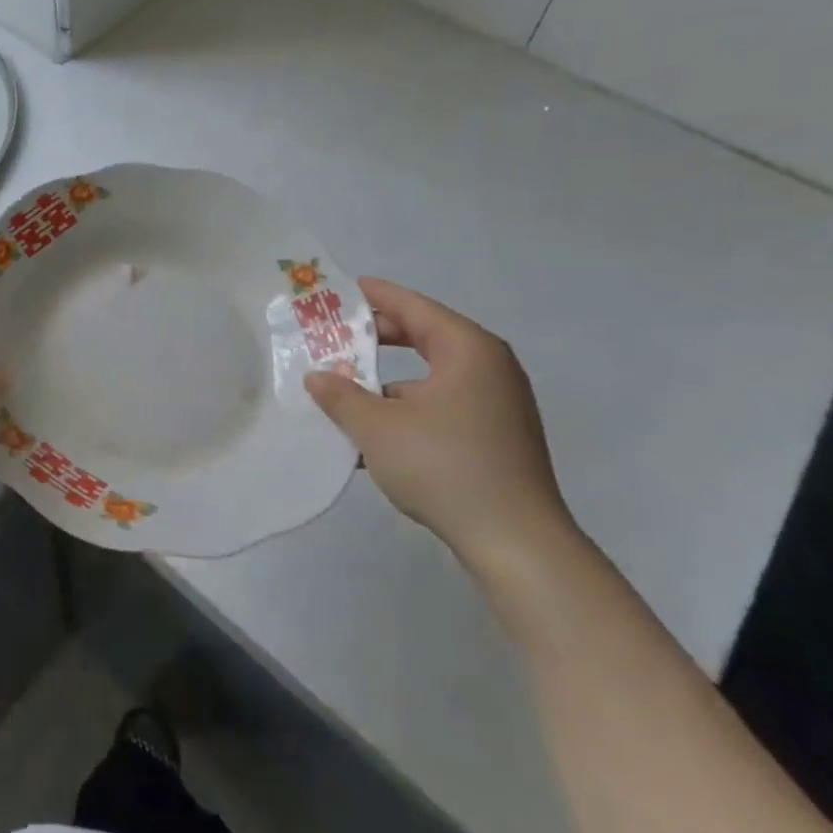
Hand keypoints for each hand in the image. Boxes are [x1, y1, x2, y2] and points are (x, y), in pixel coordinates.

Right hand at [304, 278, 572, 569]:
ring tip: (342, 393)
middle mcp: (488, 367)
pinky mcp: (495, 437)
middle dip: (374, 341)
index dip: (374, 297)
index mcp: (468, 349)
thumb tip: (317, 377)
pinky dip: (406, 412)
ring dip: (386, 384)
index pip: (413, 307)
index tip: (340, 290)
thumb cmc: (444, 466)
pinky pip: (440, 407)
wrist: (515, 542)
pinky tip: (371, 438)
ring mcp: (496, 404)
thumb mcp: (378, 428)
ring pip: (429, 378)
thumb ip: (342, 396)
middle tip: (332, 340)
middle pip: (423, 338)